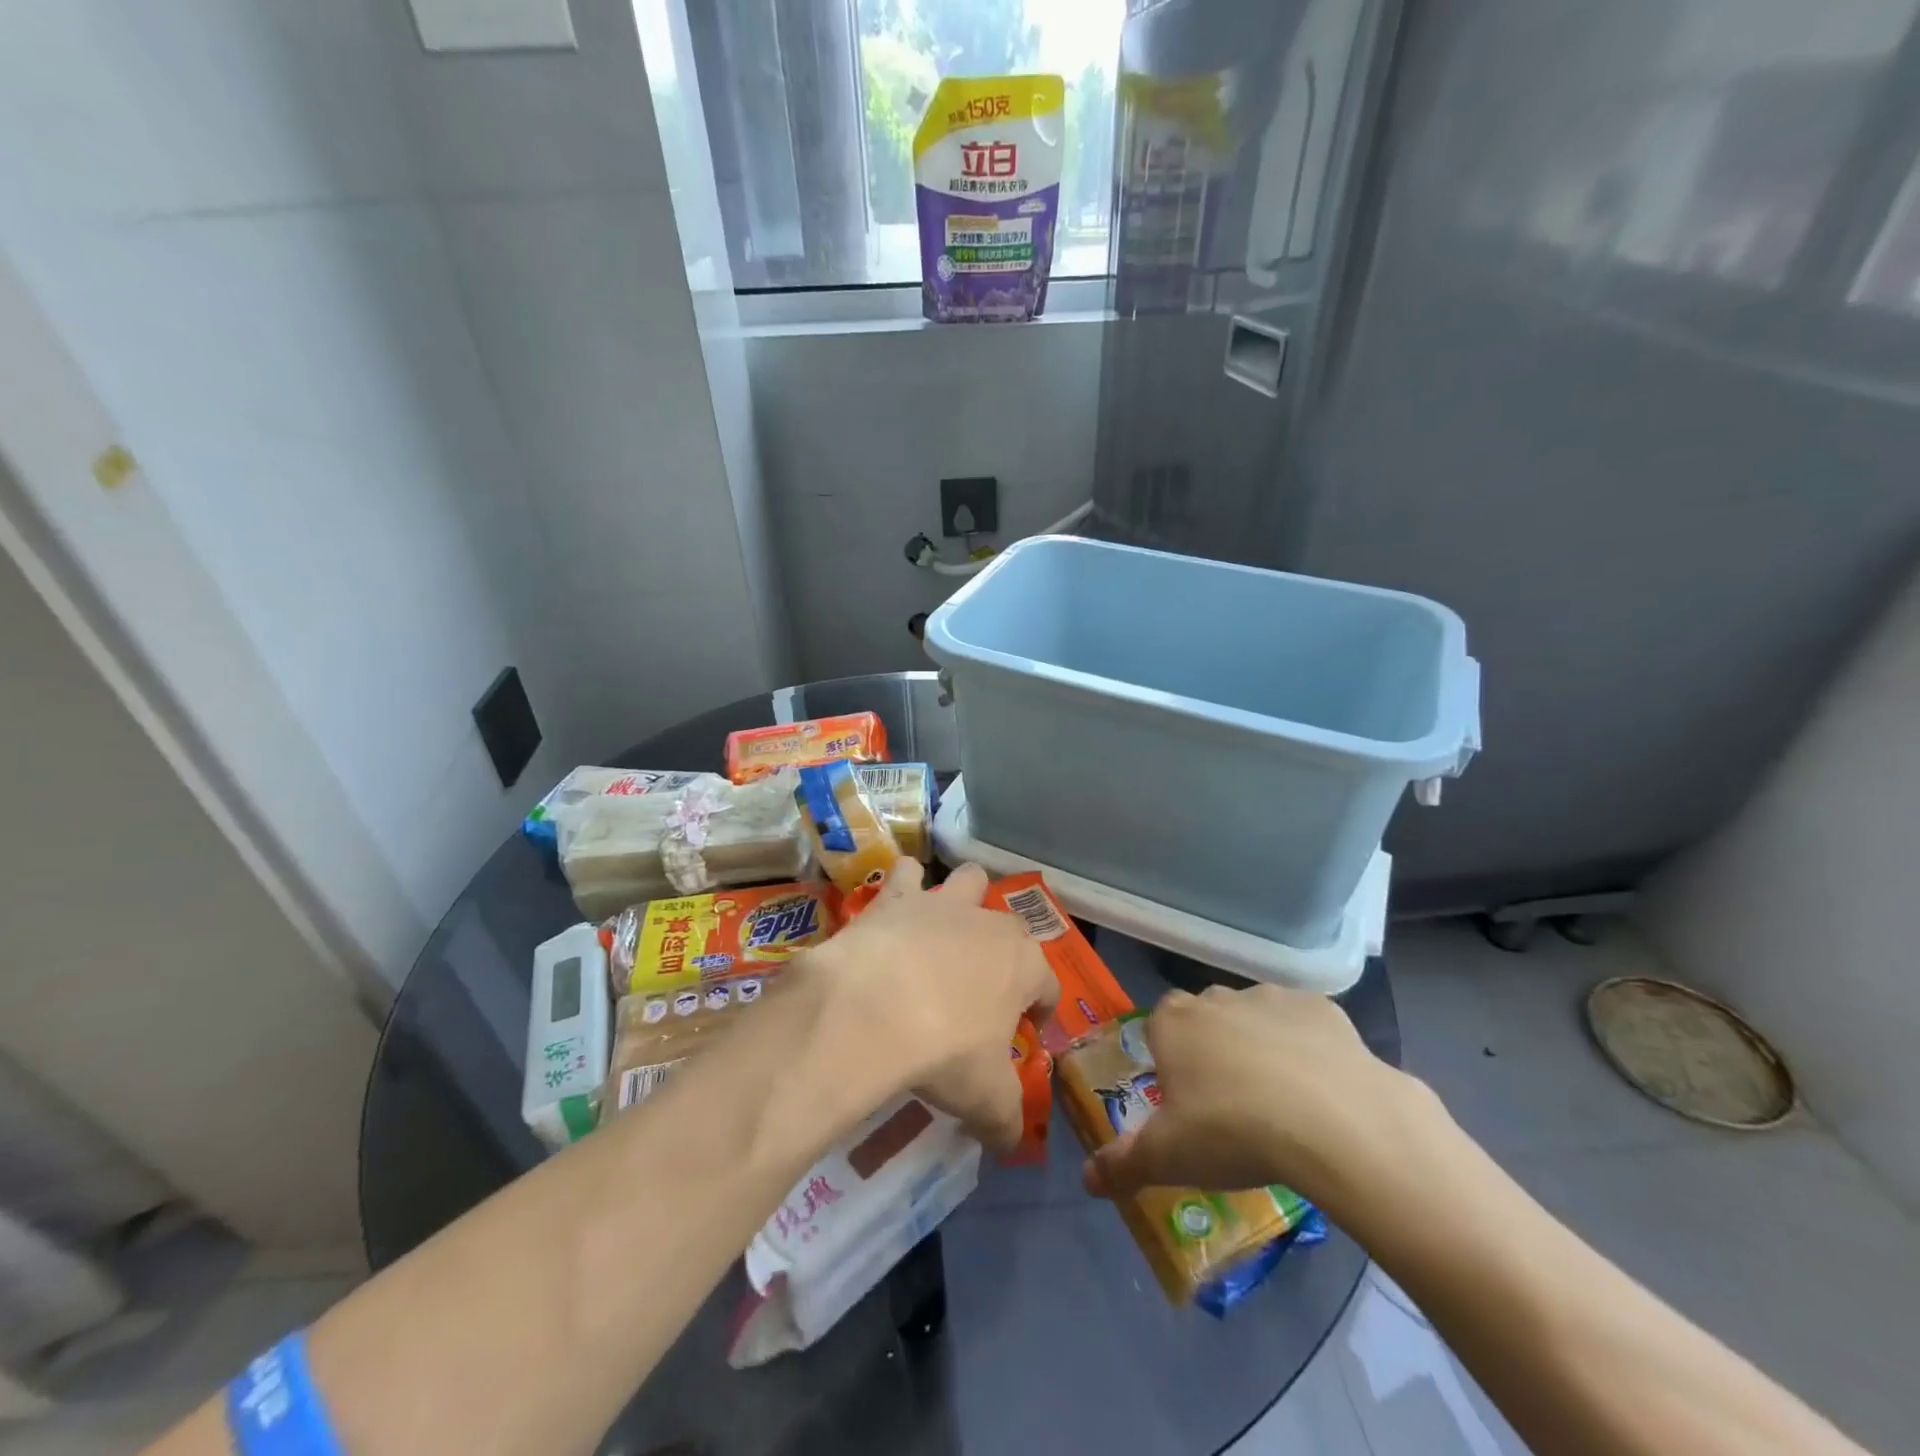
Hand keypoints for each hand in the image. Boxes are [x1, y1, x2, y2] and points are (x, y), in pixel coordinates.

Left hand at [805, 861, 1057, 1153]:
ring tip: (943, 930)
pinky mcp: (896, 897)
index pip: (1047, 986)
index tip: (1023, 1033)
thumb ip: (1006, 1121)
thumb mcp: (986, 1100)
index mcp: (1024, 966)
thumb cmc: (945, 1051)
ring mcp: (942, 904)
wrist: (873, 1008)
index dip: (1039, 1011)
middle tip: (979, 988)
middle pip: (1011, 928)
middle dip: (1002, 952)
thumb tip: (1011, 1144)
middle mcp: (990, 924)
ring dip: (962, 899)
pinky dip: (902, 887)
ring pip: (968, 879)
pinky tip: (890, 913)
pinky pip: (905, 874)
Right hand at [1081, 982, 1439, 1212]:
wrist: (1335, 1122)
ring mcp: (1271, 998)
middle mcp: (1217, 998)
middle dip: (1214, 1051)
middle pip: (1207, 1019)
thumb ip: (1122, 1165)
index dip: (1169, 1059)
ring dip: (1261, 1047)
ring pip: (1255, 1018)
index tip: (1185, 1100)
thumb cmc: (1233, 1132)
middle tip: (1231, 1107)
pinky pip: (1305, 1026)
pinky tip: (1322, 1092)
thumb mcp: (1168, 1159)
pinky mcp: (1322, 1008)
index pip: (1159, 1026)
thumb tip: (1087, 1180)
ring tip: (1281, 1104)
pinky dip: (1308, 1049)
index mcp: (1174, 1023)